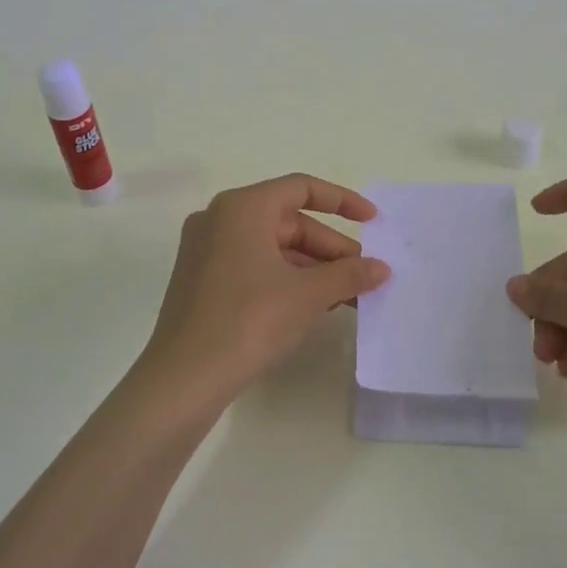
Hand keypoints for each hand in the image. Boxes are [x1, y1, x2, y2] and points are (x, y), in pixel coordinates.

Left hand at [133, 173, 390, 410]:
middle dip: (330, 248)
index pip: (301, 188)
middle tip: (364, 276)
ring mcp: (206, 250)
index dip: (342, 200)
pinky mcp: (202, 279)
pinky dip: (286, 279)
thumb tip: (382, 268)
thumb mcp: (307, 295)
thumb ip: (348, 275)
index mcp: (242, 207)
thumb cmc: (248, 321)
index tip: (373, 221)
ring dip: (313, 268)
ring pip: (272, 247)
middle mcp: (220, 219)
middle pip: (288, 221)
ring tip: (348, 297)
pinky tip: (314, 305)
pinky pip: (254, 265)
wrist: (184, 379)